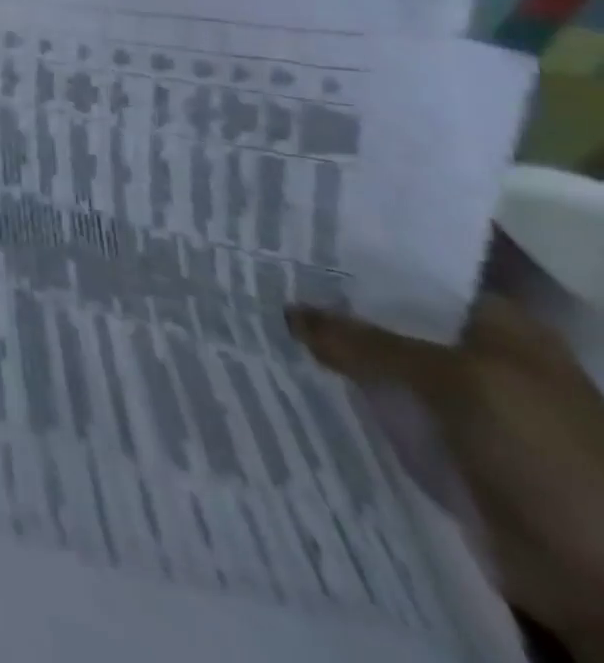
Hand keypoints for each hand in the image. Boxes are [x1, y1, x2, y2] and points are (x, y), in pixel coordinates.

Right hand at [290, 297, 603, 654]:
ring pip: (380, 367)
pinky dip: (342, 398)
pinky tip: (288, 376)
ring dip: (331, 355)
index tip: (289, 247)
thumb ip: (367, 342)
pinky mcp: (440, 448)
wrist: (600, 579)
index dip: (357, 262)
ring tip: (257, 324)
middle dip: (331, 309)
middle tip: (256, 282)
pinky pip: (381, 410)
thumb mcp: (456, 382)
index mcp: (501, 330)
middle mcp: (479, 360)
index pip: (415, 278)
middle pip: (391, 322)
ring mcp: (460, 408)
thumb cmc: (544, 454)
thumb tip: (289, 312)